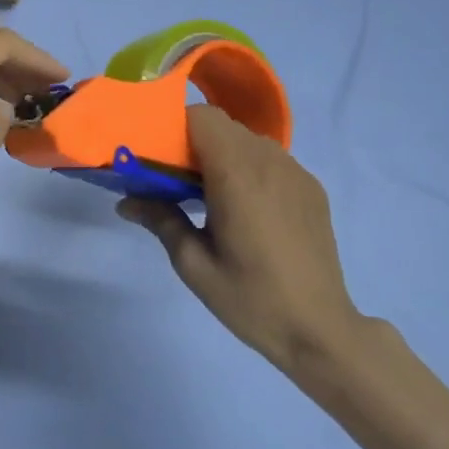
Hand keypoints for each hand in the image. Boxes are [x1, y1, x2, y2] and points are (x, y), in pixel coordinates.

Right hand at [119, 105, 362, 380]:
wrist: (321, 331)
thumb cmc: (251, 299)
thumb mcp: (193, 264)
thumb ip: (160, 220)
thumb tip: (126, 201)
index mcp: (237, 174)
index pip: (201, 117)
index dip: (175, 127)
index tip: (159, 156)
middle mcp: (269, 161)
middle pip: (222, 125)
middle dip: (193, 141)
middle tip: (176, 179)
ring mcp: (295, 172)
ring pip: (247, 139)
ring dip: (222, 153)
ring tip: (210, 195)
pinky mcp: (311, 188)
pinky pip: (271, 159)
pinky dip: (249, 167)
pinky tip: (246, 209)